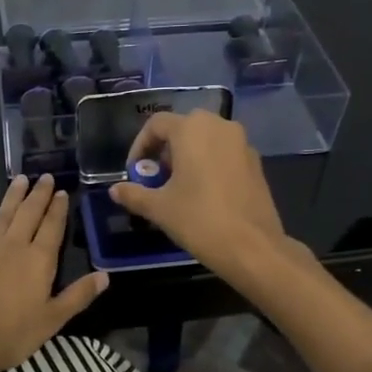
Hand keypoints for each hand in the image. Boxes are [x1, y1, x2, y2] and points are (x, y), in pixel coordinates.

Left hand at [0, 173, 108, 371]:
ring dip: (13, 196)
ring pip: (3, 215)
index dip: (58, 208)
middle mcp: (14, 246)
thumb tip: (105, 276)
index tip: (62, 192)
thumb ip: (78, 295)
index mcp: (39, 259)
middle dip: (39, 194)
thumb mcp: (52, 320)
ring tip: (20, 180)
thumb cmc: (12, 334)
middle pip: (29, 213)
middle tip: (45, 176)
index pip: (52, 226)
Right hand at [108, 112, 289, 281]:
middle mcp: (219, 126)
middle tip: (157, 177)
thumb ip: (134, 194)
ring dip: (188, 155)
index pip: (156, 124)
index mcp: (192, 129)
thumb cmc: (199, 220)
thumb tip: (115, 190)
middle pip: (184, 127)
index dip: (140, 145)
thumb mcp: (159, 208)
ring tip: (178, 185)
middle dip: (165, 149)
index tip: (135, 171)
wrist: (252, 247)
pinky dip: (210, 163)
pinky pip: (225, 152)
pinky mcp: (256, 162)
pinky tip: (204, 192)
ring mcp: (242, 143)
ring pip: (206, 138)